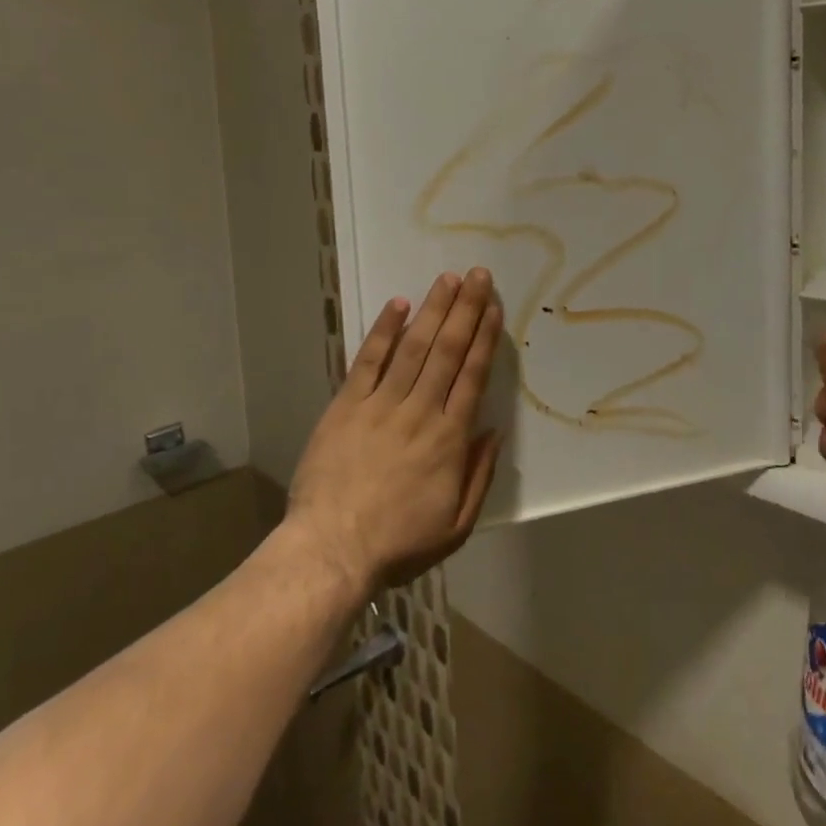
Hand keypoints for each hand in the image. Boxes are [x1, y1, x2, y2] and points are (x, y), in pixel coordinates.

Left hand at [285, 269, 504, 595]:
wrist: (331, 550)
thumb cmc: (398, 543)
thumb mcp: (456, 525)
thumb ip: (480, 475)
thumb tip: (494, 431)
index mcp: (449, 439)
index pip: (472, 376)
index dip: (484, 338)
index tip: (493, 307)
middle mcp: (420, 411)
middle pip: (447, 351)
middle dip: (465, 310)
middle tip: (478, 275)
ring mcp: (380, 405)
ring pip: (413, 348)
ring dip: (433, 310)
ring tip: (448, 279)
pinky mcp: (347, 406)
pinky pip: (368, 361)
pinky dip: (384, 331)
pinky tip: (398, 304)